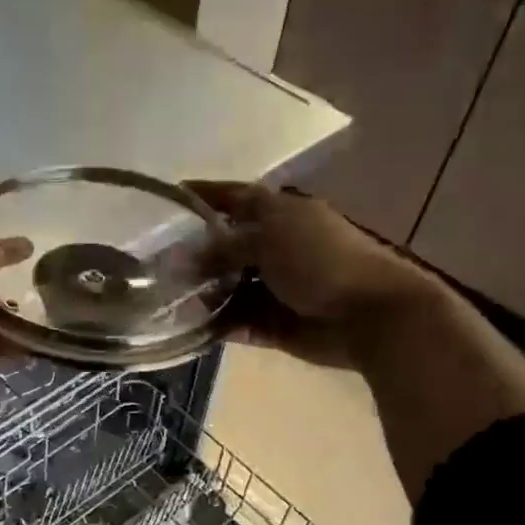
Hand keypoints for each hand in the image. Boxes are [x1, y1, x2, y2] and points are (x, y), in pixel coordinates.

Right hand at [188, 181, 441, 368]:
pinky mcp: (275, 324)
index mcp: (280, 215)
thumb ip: (224, 246)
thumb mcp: (269, 239)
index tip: (170, 196)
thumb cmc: (321, 262)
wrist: (369, 314)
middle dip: (194, 256)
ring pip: (228, 289)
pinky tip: (188, 329)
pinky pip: (238, 323)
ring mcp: (275, 288)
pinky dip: (217, 326)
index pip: (235, 198)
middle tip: (155, 264)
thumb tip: (185, 257)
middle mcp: (275, 248)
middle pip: (226, 248)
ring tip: (164, 301)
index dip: (206, 195)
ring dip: (202, 295)